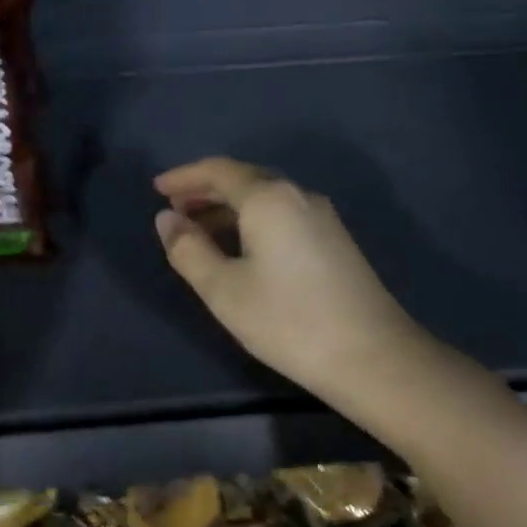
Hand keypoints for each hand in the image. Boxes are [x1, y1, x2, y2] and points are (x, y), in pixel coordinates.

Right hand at [154, 157, 427, 408]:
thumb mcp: (223, 289)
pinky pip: (283, 215)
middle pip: (245, 180)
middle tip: (175, 210)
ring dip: (229, 208)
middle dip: (206, 191)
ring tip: (200, 232)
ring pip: (266, 199)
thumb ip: (188, 250)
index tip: (157, 188)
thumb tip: (167, 219)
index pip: (219, 171)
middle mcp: (298, 196)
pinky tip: (242, 248)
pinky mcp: (335, 240)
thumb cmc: (287, 320)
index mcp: (268, 199)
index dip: (184, 176)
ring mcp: (322, 217)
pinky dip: (252, 222)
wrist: (370, 354)